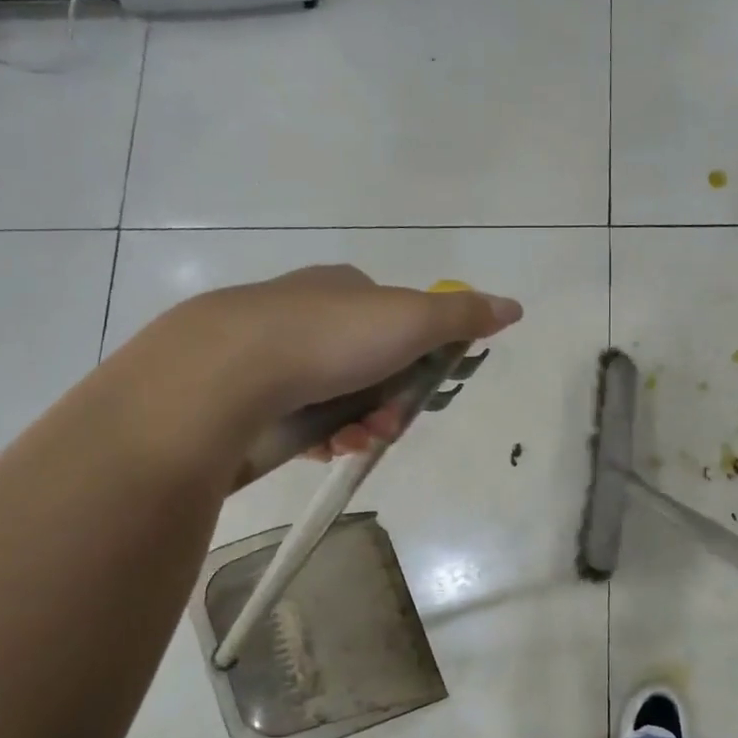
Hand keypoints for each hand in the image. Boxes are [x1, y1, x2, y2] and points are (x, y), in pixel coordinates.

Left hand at [125, 265, 523, 461]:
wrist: (224, 375)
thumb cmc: (329, 338)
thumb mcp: (410, 319)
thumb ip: (462, 316)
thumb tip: (513, 307)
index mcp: (341, 288)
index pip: (395, 320)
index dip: (418, 358)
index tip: (425, 389)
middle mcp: (304, 314)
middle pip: (369, 366)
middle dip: (389, 401)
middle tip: (387, 424)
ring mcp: (271, 357)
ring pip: (338, 399)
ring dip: (360, 424)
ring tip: (353, 442)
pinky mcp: (247, 398)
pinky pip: (301, 423)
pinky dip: (323, 438)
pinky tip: (324, 449)